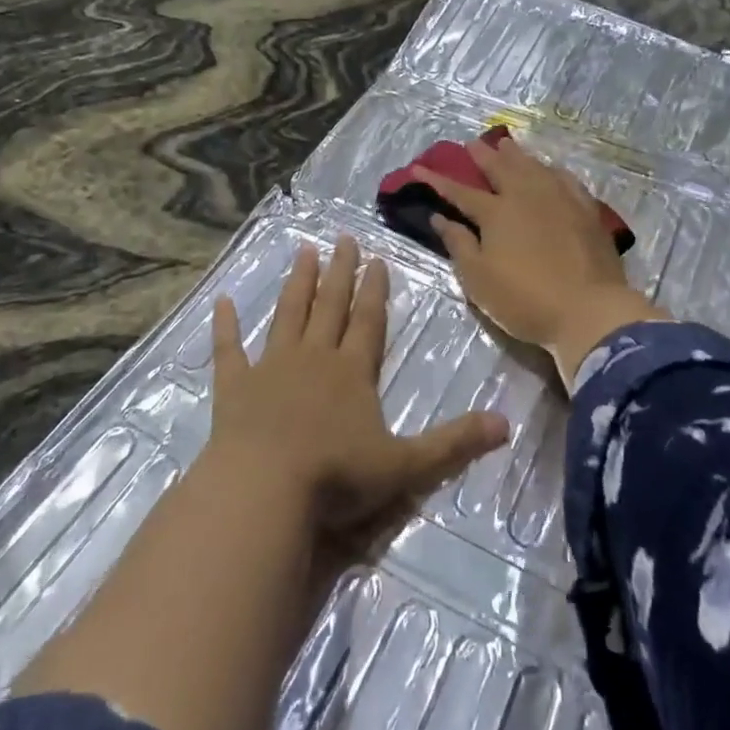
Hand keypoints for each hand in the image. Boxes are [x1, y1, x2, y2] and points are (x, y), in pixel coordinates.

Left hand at [207, 236, 508, 547]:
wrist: (263, 490)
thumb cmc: (336, 477)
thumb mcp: (406, 465)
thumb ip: (454, 443)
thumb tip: (507, 424)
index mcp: (353, 372)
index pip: (369, 321)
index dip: (375, 290)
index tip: (377, 258)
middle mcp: (314, 359)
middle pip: (330, 306)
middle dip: (340, 272)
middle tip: (343, 238)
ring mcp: (271, 369)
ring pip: (288, 316)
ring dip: (297, 284)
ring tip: (303, 251)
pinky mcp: (235, 388)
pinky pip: (229, 350)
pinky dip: (225, 326)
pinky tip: (222, 302)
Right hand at [410, 134, 668, 389]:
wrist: (589, 310)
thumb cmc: (525, 299)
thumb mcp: (479, 279)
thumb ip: (458, 244)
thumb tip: (439, 218)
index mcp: (496, 213)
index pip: (460, 192)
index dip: (438, 180)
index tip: (418, 167)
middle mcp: (526, 196)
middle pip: (501, 169)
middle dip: (482, 156)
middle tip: (471, 143)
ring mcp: (560, 199)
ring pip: (533, 167)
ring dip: (516, 155)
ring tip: (506, 145)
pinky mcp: (586, 210)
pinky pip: (565, 179)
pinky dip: (551, 170)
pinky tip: (550, 169)